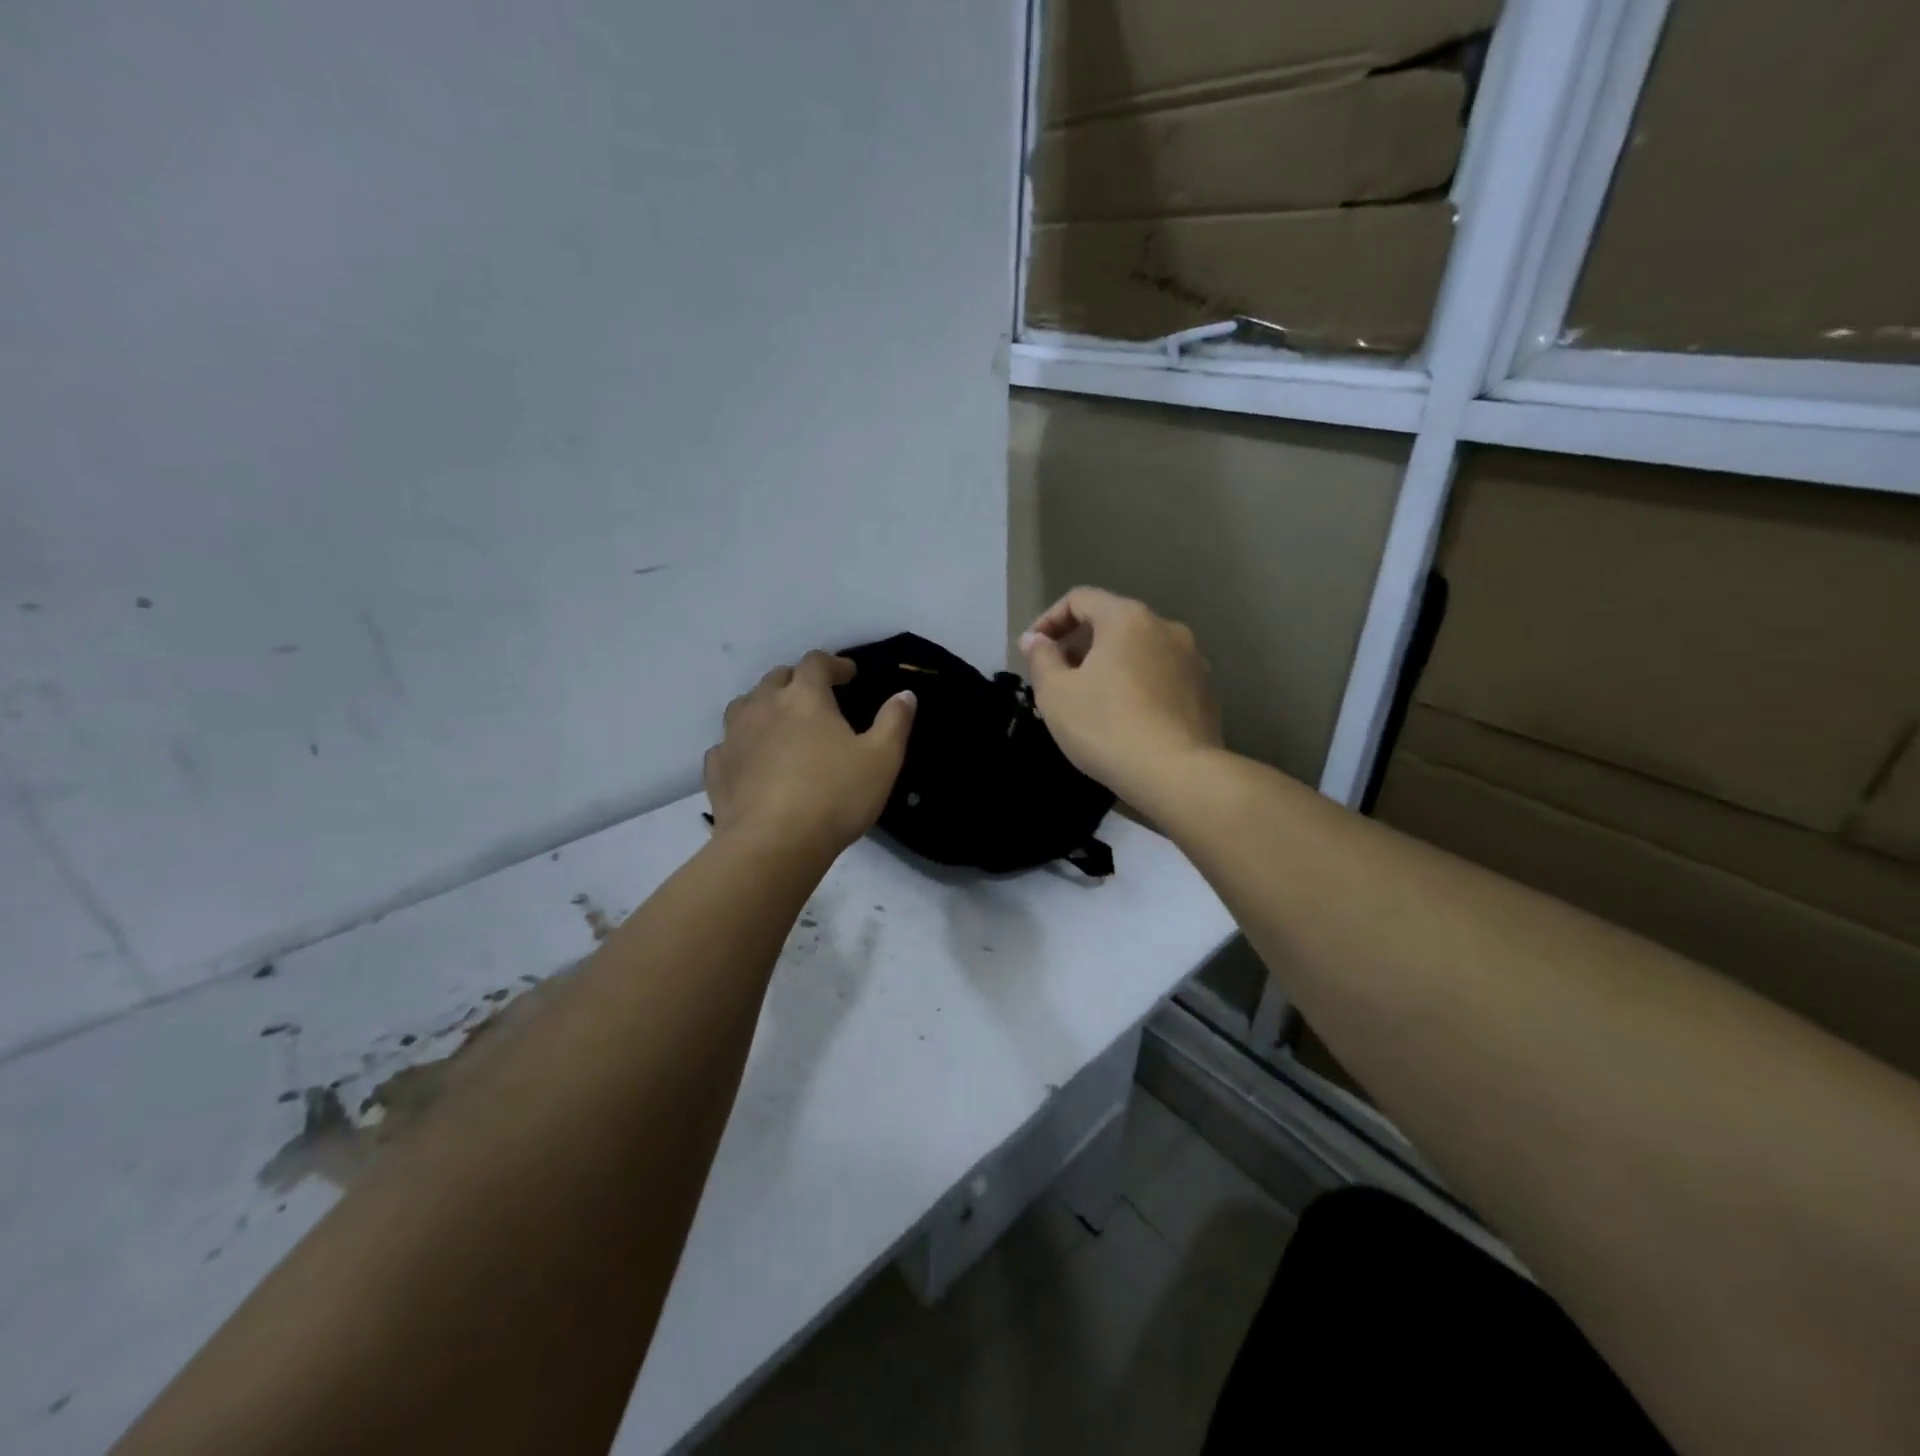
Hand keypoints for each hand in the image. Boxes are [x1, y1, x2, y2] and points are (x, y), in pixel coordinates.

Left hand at [703, 650, 915, 857]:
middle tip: (817, 697)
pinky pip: (727, 744)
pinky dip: (742, 743)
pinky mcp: (717, 769)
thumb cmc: (835, 797)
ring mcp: (734, 737)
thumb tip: (905, 694)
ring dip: (764, 705)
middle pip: (777, 677)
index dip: (834, 663)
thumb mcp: (882, 760)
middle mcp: (764, 706)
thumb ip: (894, 722)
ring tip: (780, 722)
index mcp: (805, 697)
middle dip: (798, 680)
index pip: (816, 662)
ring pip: (745, 705)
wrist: (772, 844)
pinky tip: (752, 759)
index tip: (849, 674)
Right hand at [1019, 587, 1221, 804]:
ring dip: (1110, 667)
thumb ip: (1041, 658)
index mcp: (1128, 618)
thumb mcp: (1056, 694)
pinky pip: (1161, 678)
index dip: (1049, 620)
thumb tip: (1036, 639)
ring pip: (1139, 652)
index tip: (1032, 651)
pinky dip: (1137, 687)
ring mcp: (1193, 660)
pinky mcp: (1206, 692)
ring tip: (1090, 703)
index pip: (1080, 599)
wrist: (1177, 774)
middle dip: (1080, 646)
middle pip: (1113, 623)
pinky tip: (1125, 720)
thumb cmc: (1106, 727)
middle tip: (1057, 680)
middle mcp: (1166, 628)